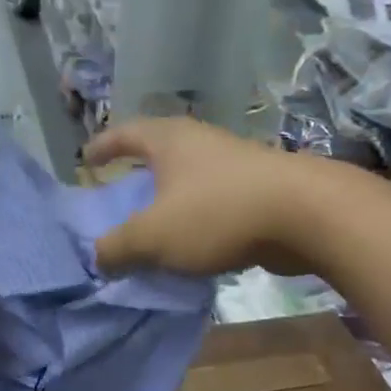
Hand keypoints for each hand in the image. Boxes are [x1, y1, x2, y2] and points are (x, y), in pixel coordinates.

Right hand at [85, 119, 326, 276]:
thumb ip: (118, 248)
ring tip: (154, 225)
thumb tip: (98, 257)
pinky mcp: (258, 189)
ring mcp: (233, 163)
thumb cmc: (217, 213)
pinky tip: (194, 244)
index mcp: (168, 140)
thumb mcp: (153, 236)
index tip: (85, 160)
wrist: (305, 214)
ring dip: (169, 198)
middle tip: (119, 194)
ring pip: (189, 177)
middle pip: (159, 151)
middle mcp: (200, 142)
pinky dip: (196, 217)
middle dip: (137, 172)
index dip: (102, 146)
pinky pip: (214, 200)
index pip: (124, 133)